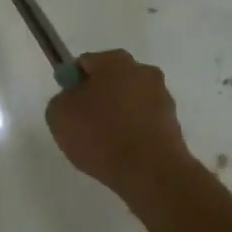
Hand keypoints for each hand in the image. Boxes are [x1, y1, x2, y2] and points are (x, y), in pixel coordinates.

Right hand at [45, 50, 196, 199]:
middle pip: (111, 80)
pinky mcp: (172, 122)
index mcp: (115, 60)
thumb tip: (72, 100)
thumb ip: (62, 99)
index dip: (72, 83)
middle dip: (97, 97)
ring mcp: (162, 96)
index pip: (85, 63)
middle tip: (83, 125)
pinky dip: (132, 132)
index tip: (68, 107)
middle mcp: (143, 71)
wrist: (150, 171)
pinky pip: (142, 122)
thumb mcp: (59, 115)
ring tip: (104, 143)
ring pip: (129, 101)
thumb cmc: (100, 135)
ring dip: (117, 115)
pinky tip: (122, 152)